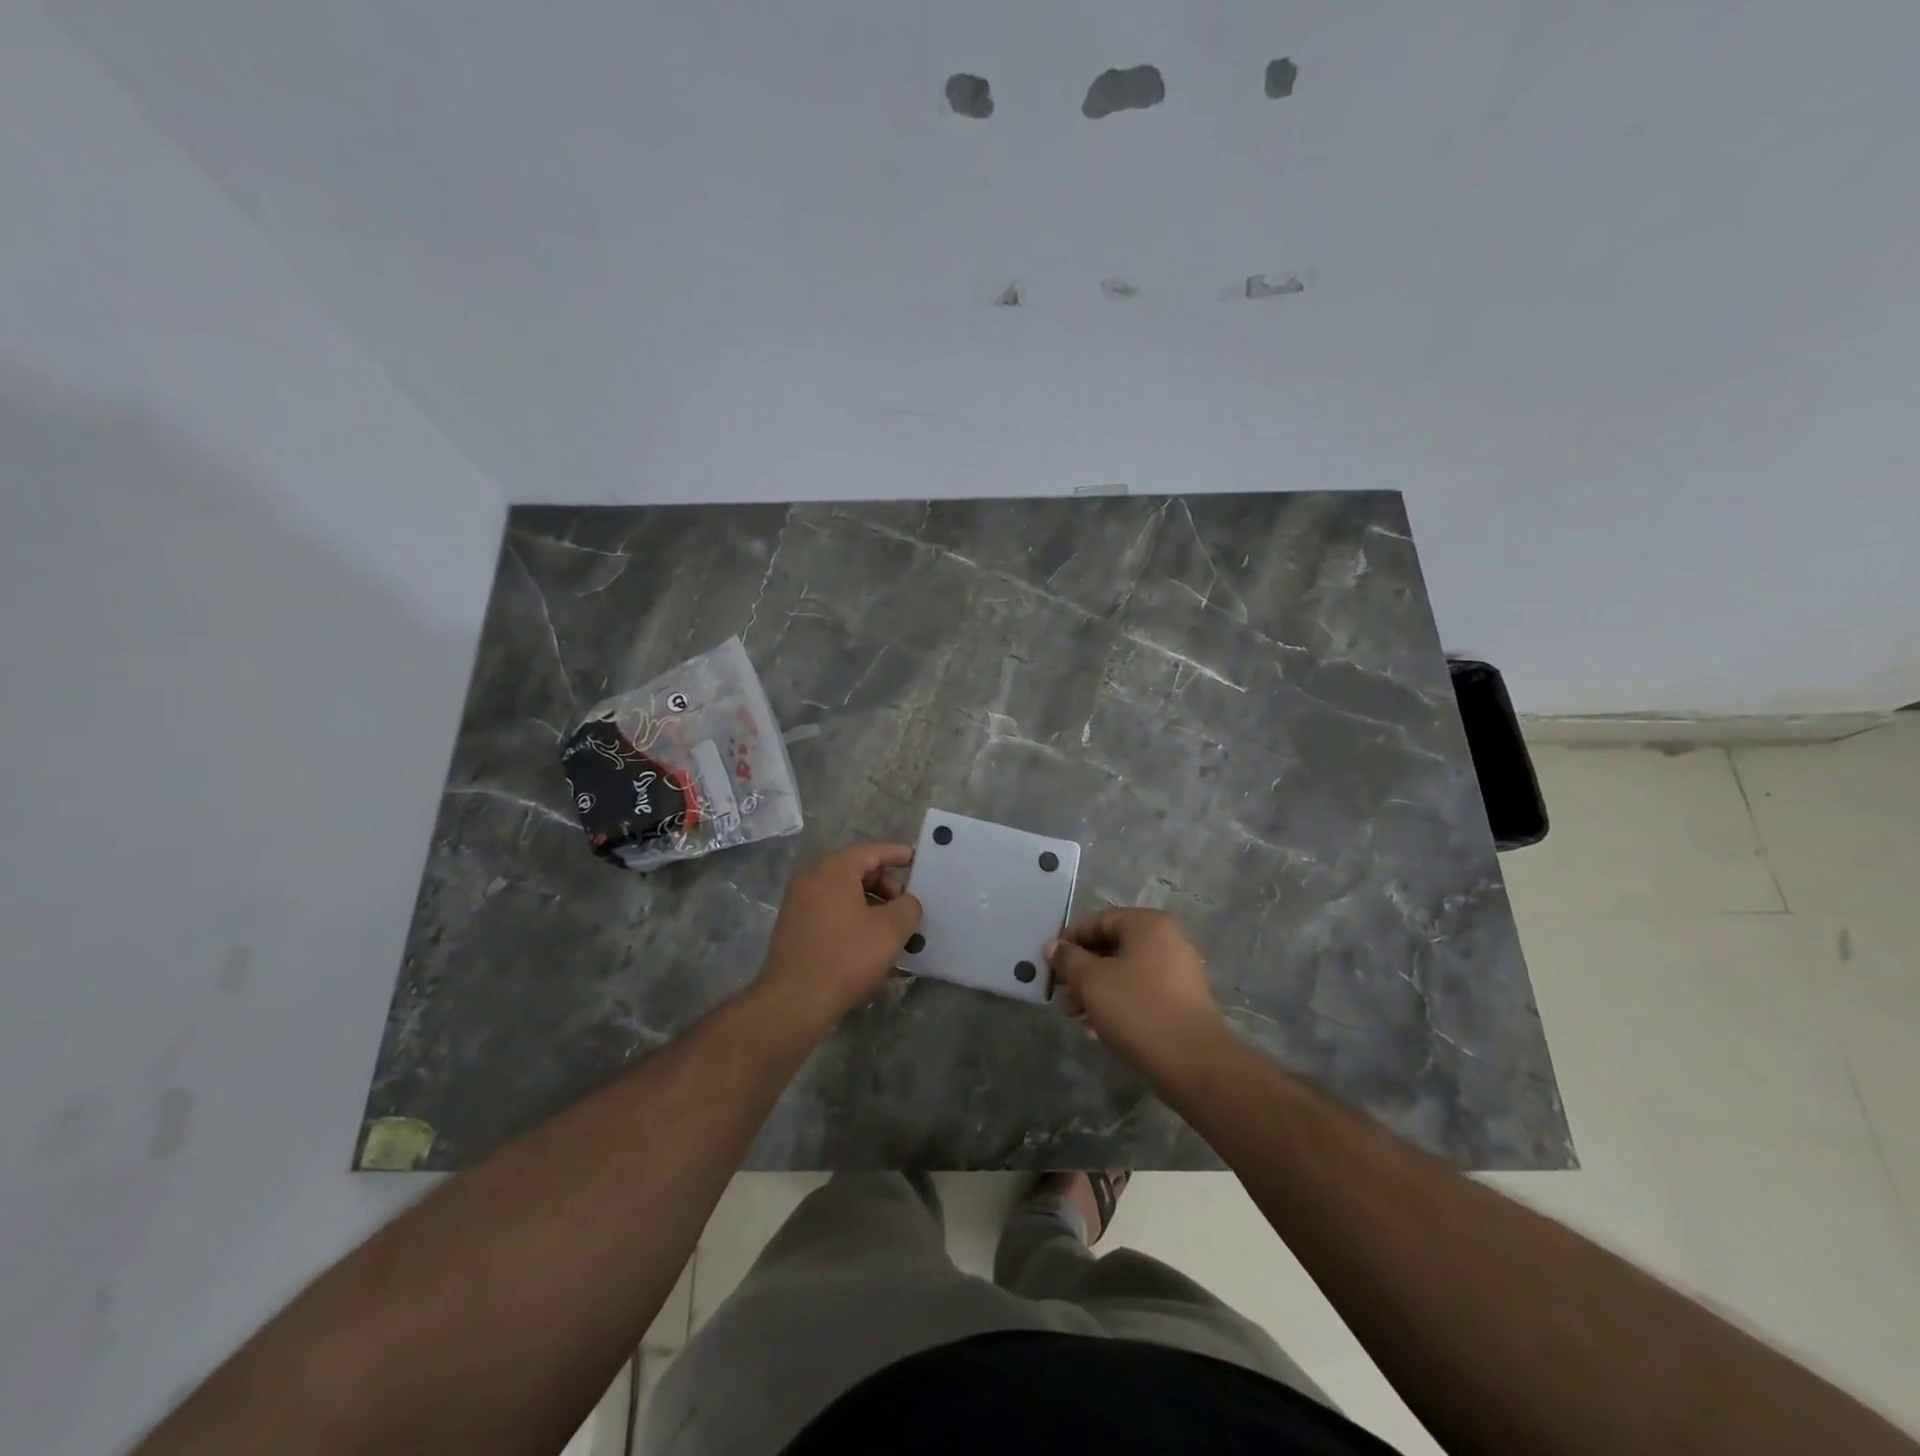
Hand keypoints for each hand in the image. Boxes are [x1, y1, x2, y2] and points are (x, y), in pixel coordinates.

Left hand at [756, 842, 921, 1025]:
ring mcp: (798, 903)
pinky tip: (869, 944)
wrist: (794, 1001)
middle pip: (856, 870)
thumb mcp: (891, 930)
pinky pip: (831, 911)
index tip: (918, 860)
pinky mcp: (793, 927)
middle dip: (886, 885)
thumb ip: (908, 907)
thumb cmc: (846, 957)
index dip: (897, 854)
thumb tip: (907, 902)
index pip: (871, 851)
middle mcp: (811, 878)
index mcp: (833, 870)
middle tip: (906, 906)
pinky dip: (853, 918)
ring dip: (871, 905)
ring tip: (892, 929)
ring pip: (843, 893)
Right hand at [1047, 908, 1226, 1078]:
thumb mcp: (1091, 981)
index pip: (1099, 920)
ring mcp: (1179, 971)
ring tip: (1076, 1017)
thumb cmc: (1137, 1010)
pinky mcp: (1183, 1001)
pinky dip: (1118, 1003)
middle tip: (1061, 994)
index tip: (1050, 963)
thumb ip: (1068, 959)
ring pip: (1125, 972)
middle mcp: (1167, 940)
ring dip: (1096, 991)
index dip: (1069, 940)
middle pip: (1112, 947)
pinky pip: (1141, 992)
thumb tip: (1053, 947)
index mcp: (1148, 925)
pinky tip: (1098, 1029)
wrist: (1193, 1064)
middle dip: (1081, 971)